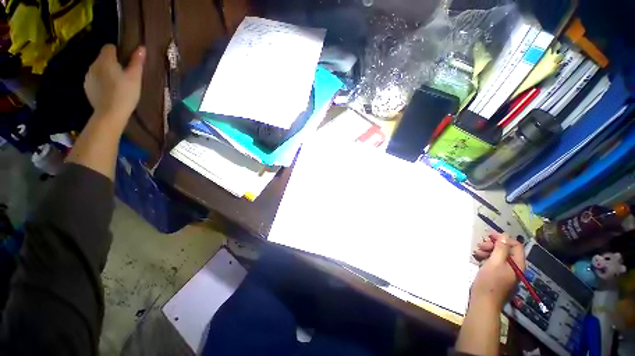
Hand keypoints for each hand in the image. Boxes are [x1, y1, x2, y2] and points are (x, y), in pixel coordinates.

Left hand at [84, 44, 145, 127]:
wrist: (110, 113)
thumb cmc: (125, 93)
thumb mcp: (135, 77)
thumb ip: (137, 62)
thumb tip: (141, 47)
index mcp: (105, 60)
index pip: (109, 47)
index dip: (119, 52)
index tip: (127, 62)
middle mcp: (94, 64)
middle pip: (103, 58)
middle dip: (112, 63)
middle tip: (125, 75)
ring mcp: (88, 76)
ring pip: (99, 69)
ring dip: (106, 72)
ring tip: (117, 84)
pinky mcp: (87, 87)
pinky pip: (95, 79)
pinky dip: (102, 82)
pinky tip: (110, 91)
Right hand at [471, 232, 524, 307]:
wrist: (484, 302)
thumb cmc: (490, 281)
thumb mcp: (494, 262)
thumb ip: (501, 249)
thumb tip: (504, 236)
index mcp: (518, 264)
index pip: (516, 245)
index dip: (503, 238)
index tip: (488, 235)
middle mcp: (515, 268)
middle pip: (507, 250)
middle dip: (494, 245)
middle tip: (480, 245)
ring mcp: (507, 273)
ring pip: (500, 256)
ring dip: (488, 251)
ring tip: (476, 252)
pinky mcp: (498, 276)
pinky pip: (495, 263)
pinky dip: (487, 258)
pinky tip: (478, 258)